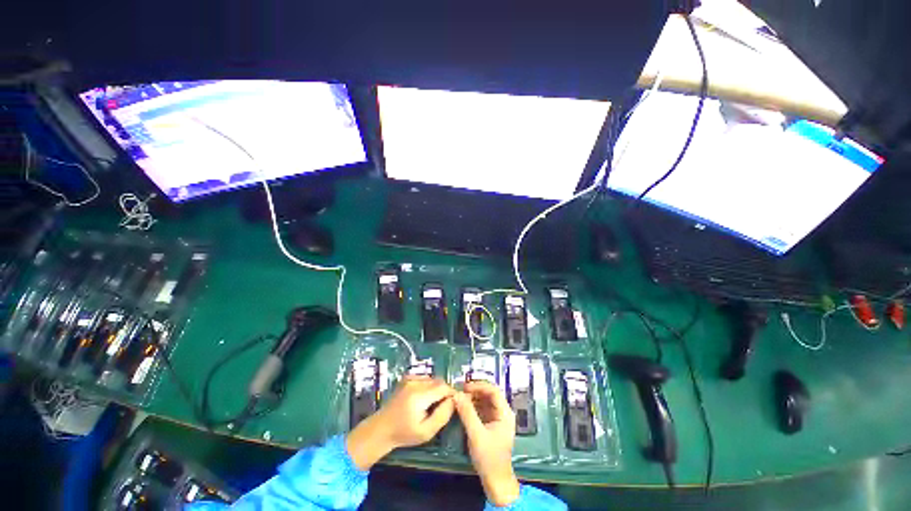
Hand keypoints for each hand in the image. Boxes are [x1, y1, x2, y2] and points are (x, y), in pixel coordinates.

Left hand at [347, 377, 454, 469]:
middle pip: (438, 381)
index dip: (451, 394)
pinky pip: (424, 378)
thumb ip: (442, 415)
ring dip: (436, 389)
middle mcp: (414, 383)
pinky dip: (428, 386)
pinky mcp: (406, 378)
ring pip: (432, 379)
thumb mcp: (426, 432)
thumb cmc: (404, 434)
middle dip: (444, 392)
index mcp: (419, 396)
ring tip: (432, 404)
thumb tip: (454, 400)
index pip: (443, 387)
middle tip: (443, 407)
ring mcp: (409, 378)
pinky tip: (424, 398)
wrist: (381, 428)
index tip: (454, 404)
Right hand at [455, 381, 520, 506]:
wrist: (496, 482)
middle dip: (474, 391)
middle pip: (489, 394)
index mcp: (505, 413)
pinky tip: (463, 408)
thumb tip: (456, 394)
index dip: (479, 386)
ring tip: (459, 399)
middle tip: (459, 392)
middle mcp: (503, 412)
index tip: (464, 387)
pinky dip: (473, 406)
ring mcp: (497, 419)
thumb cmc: (489, 459)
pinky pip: (482, 409)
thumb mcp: (476, 435)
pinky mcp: (491, 424)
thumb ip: (467, 413)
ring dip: (472, 398)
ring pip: (484, 401)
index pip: (493, 390)